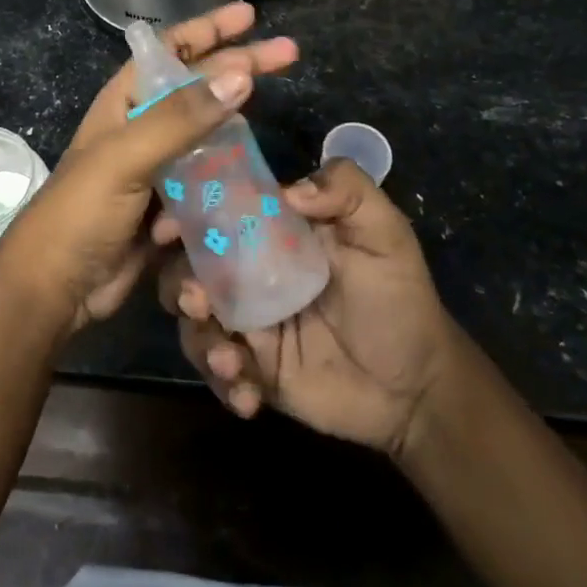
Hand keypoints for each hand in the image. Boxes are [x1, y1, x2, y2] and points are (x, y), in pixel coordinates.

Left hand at [0, 3, 298, 334]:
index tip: (251, 17)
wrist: (57, 286)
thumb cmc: (81, 210)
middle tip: (290, 55)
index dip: (209, 29)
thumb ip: (181, 118)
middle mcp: (143, 125)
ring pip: (209, 135)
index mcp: (125, 101)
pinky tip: (251, 176)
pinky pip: (209, 179)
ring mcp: (158, 165)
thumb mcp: (126, 156)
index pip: (172, 50)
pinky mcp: (169, 203)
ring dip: (237, 128)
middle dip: (240, 68)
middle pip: (200, 87)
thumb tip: (241, 75)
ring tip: (274, 115)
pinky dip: (226, 176)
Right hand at [156, 158, 451, 459]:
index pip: (215, 212)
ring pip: (193, 322)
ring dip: (198, 338)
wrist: (418, 386)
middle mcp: (247, 273)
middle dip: (178, 282)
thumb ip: (347, 190)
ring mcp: (247, 324)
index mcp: (270, 233)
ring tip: (230, 358)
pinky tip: (249, 396)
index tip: (167, 228)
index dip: (184, 215)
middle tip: (196, 299)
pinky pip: (218, 374)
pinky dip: (223, 383)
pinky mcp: (252, 370)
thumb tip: (289, 191)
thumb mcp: (384, 233)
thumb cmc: (398, 297)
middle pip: (188, 267)